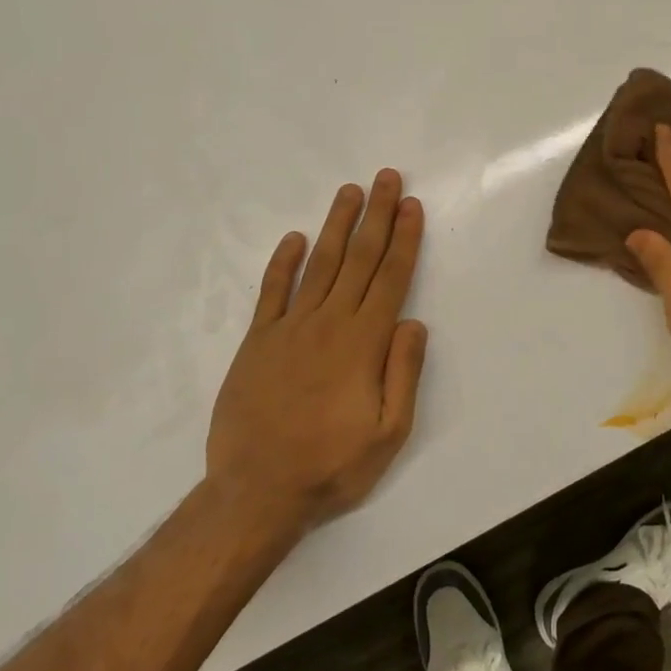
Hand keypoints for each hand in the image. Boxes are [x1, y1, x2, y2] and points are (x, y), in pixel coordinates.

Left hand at [205, 170, 427, 532]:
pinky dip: (283, 262)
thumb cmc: (331, 466)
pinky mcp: (257, 341)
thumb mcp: (389, 433)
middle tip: (386, 178)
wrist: (256, 491)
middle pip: (358, 259)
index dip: (404, 239)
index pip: (390, 278)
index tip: (412, 206)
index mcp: (363, 343)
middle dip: (377, 216)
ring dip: (337, 225)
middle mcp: (329, 323)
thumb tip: (414, 322)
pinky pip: (272, 291)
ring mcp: (289, 328)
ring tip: (349, 192)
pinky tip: (295, 238)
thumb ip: (404, 373)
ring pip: (319, 264)